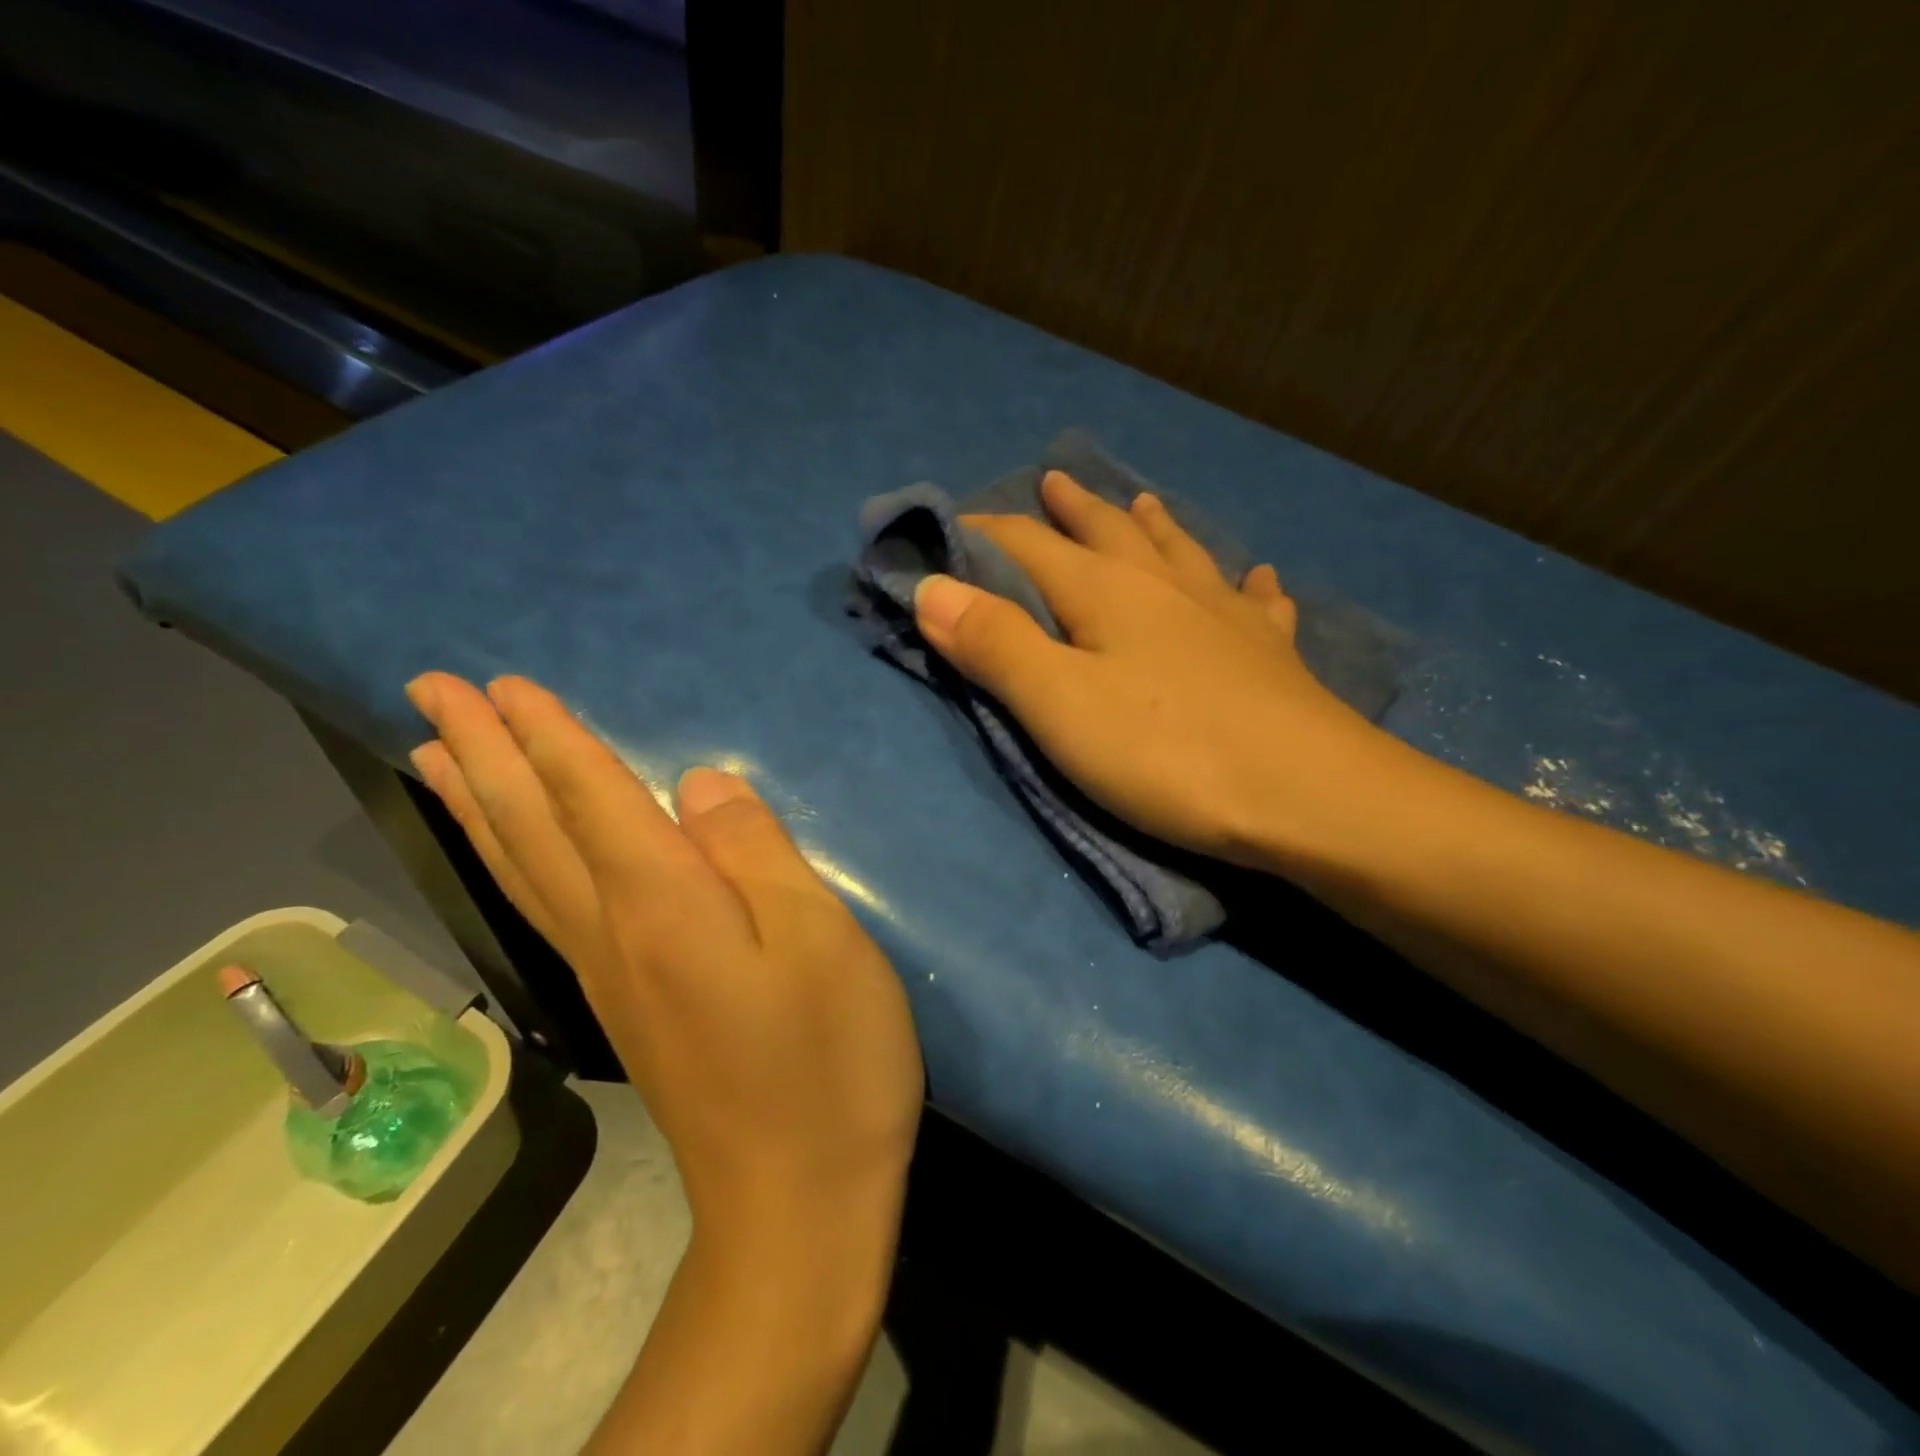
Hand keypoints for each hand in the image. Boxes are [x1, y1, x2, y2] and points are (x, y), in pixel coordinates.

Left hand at [403, 672, 923, 1253]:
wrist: (798, 1203)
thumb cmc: (829, 1061)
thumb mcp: (822, 942)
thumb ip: (759, 853)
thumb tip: (701, 783)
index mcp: (664, 907)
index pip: (591, 799)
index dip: (550, 737)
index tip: (502, 684)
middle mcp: (615, 934)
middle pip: (532, 829)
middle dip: (483, 754)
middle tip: (432, 690)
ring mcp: (611, 977)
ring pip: (521, 872)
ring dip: (476, 805)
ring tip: (433, 754)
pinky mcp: (626, 1008)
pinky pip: (543, 909)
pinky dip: (509, 864)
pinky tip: (512, 854)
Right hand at [913, 470, 1400, 868]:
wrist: (1308, 796)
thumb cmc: (1167, 752)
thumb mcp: (1060, 704)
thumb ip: (994, 644)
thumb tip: (931, 587)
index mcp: (1106, 592)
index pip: (1028, 546)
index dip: (982, 534)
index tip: (948, 531)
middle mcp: (1166, 587)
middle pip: (1108, 532)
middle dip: (1072, 510)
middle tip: (1052, 481)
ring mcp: (1225, 616)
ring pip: (1180, 553)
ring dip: (1151, 525)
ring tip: (1141, 503)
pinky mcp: (1271, 655)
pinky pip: (1255, 602)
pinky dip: (1246, 586)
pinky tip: (1256, 579)